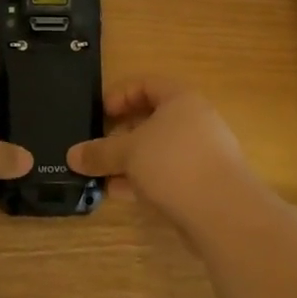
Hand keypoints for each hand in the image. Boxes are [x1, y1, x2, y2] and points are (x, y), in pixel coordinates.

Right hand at [67, 76, 254, 223]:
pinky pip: (167, 174)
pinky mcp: (203, 184)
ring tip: (102, 175)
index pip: (147, 84)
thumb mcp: (128, 152)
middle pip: (152, 119)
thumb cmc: (174, 164)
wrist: (224, 213)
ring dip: (129, 161)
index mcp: (181, 99)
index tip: (100, 113)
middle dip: (121, 134)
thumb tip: (72, 155)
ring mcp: (201, 154)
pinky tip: (120, 193)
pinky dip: (143, 180)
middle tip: (98, 147)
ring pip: (157, 150)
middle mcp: (194, 121)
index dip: (120, 95)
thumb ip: (99, 152)